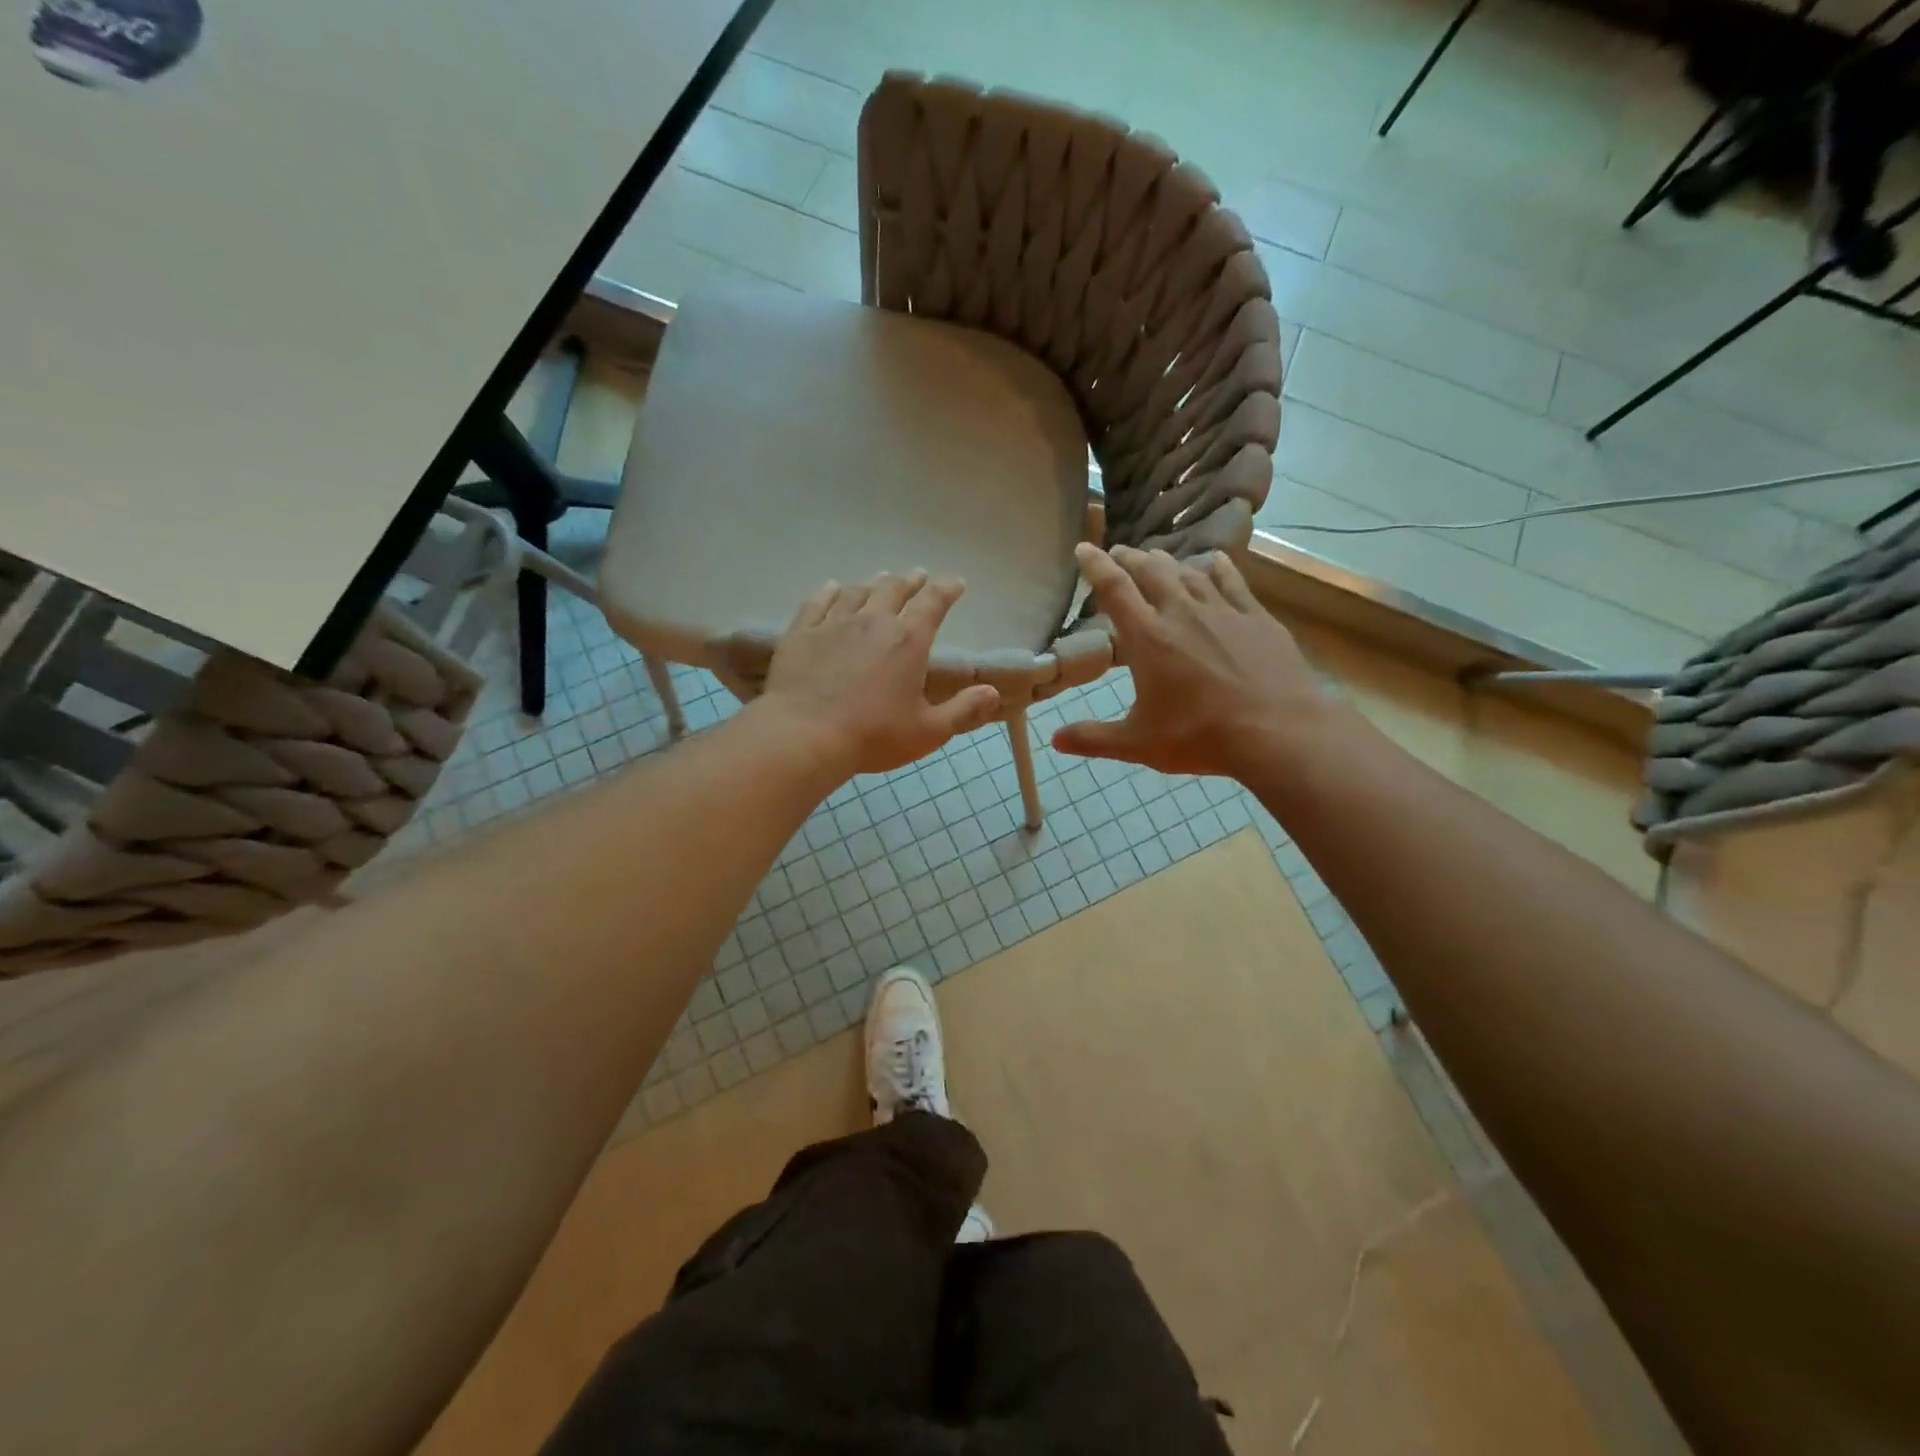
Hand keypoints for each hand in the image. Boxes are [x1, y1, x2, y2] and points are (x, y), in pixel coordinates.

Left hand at [758, 571, 1001, 776]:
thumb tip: (993, 692)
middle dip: (909, 581)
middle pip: (893, 589)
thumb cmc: (873, 735)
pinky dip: (829, 592)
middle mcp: (873, 622)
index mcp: (908, 641)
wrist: (804, 735)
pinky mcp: (802, 633)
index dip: (947, 589)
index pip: (933, 603)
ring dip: (872, 584)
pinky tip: (832, 588)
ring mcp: (833, 624)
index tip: (956, 582)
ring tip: (879, 580)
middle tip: (916, 576)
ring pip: (856, 592)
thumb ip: (963, 710)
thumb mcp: (928, 731)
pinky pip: (817, 602)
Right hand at [1053, 544, 1337, 779]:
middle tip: (1118, 553)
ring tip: (1156, 557)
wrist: (1278, 732)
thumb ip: (1093, 738)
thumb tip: (1054, 740)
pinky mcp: (1257, 617)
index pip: (1114, 588)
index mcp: (1148, 638)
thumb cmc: (1201, 736)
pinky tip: (1211, 561)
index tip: (1082, 548)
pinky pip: (1232, 581)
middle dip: (1130, 558)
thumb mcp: (1138, 743)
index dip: (1095, 565)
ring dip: (1167, 561)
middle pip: (1151, 571)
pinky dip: (1215, 567)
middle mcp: (1182, 612)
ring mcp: (1223, 611)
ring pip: (1188, 571)